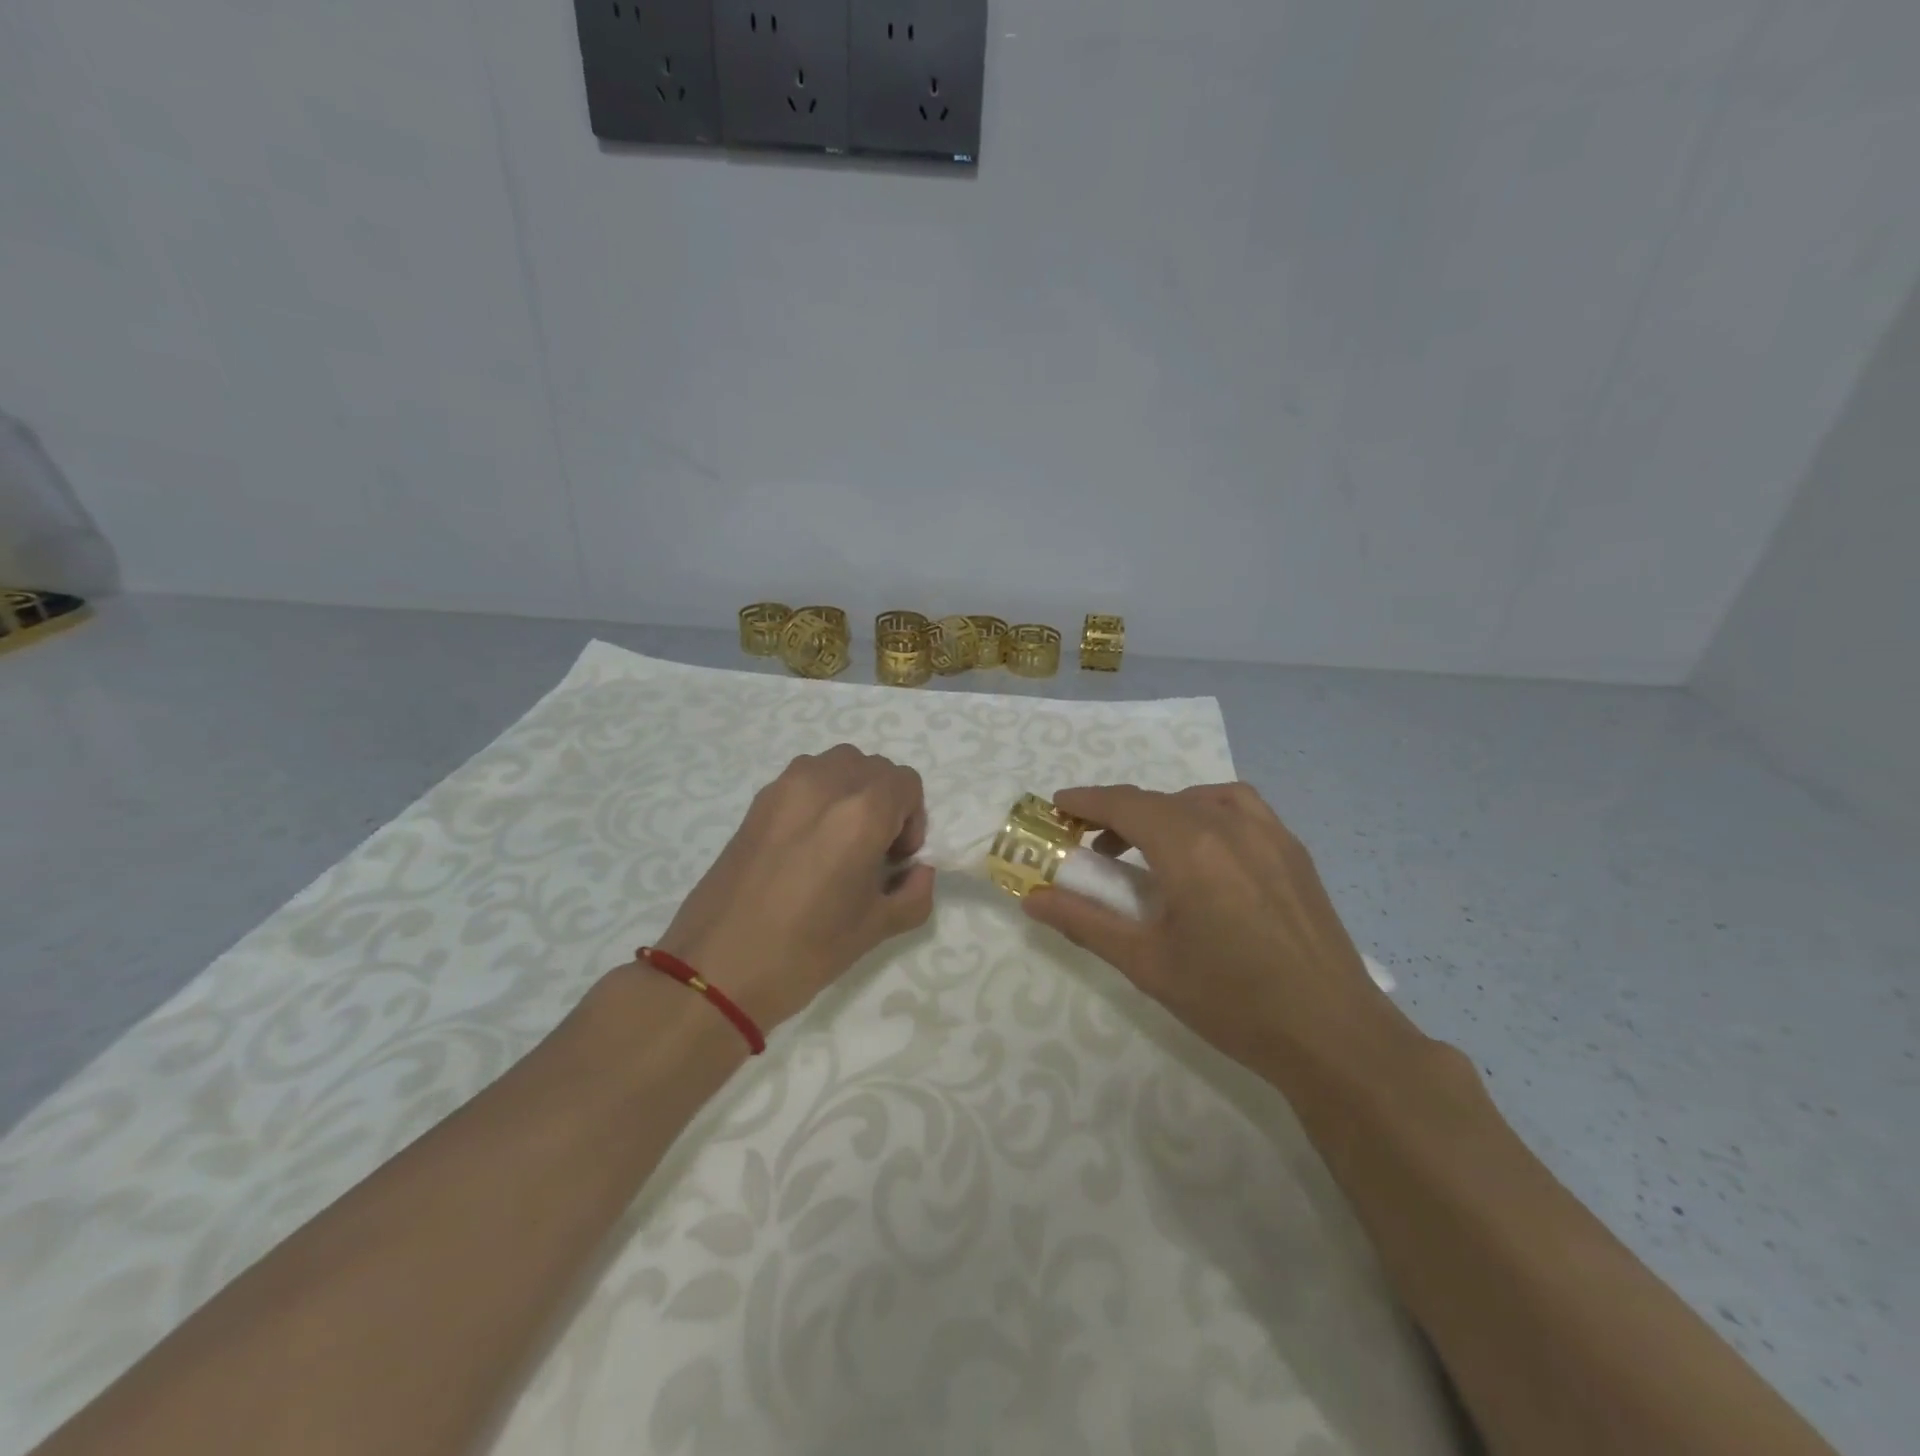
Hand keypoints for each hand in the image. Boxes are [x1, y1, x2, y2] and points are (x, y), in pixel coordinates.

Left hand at [652, 745, 934, 1031]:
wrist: (716, 968)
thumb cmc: (805, 951)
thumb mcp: (876, 928)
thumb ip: (914, 893)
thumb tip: (918, 872)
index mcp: (861, 812)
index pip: (906, 783)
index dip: (913, 818)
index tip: (897, 859)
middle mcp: (825, 784)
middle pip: (873, 767)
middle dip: (885, 802)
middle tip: (873, 851)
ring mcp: (785, 787)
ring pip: (837, 764)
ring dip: (851, 791)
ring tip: (840, 840)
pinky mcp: (757, 801)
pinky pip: (804, 778)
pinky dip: (819, 796)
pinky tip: (806, 845)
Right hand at [1022, 783, 1392, 1071]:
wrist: (1332, 1034)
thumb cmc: (1231, 1000)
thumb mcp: (1145, 963)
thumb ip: (1084, 922)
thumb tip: (1031, 898)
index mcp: (1189, 846)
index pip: (1124, 803)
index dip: (1086, 800)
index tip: (1058, 806)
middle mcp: (1228, 824)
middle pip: (1158, 799)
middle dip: (1118, 813)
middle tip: (1091, 844)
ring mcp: (1268, 832)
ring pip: (1199, 798)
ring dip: (1162, 811)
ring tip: (1147, 848)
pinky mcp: (1293, 850)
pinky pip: (1239, 808)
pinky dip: (1206, 812)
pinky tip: (1204, 851)